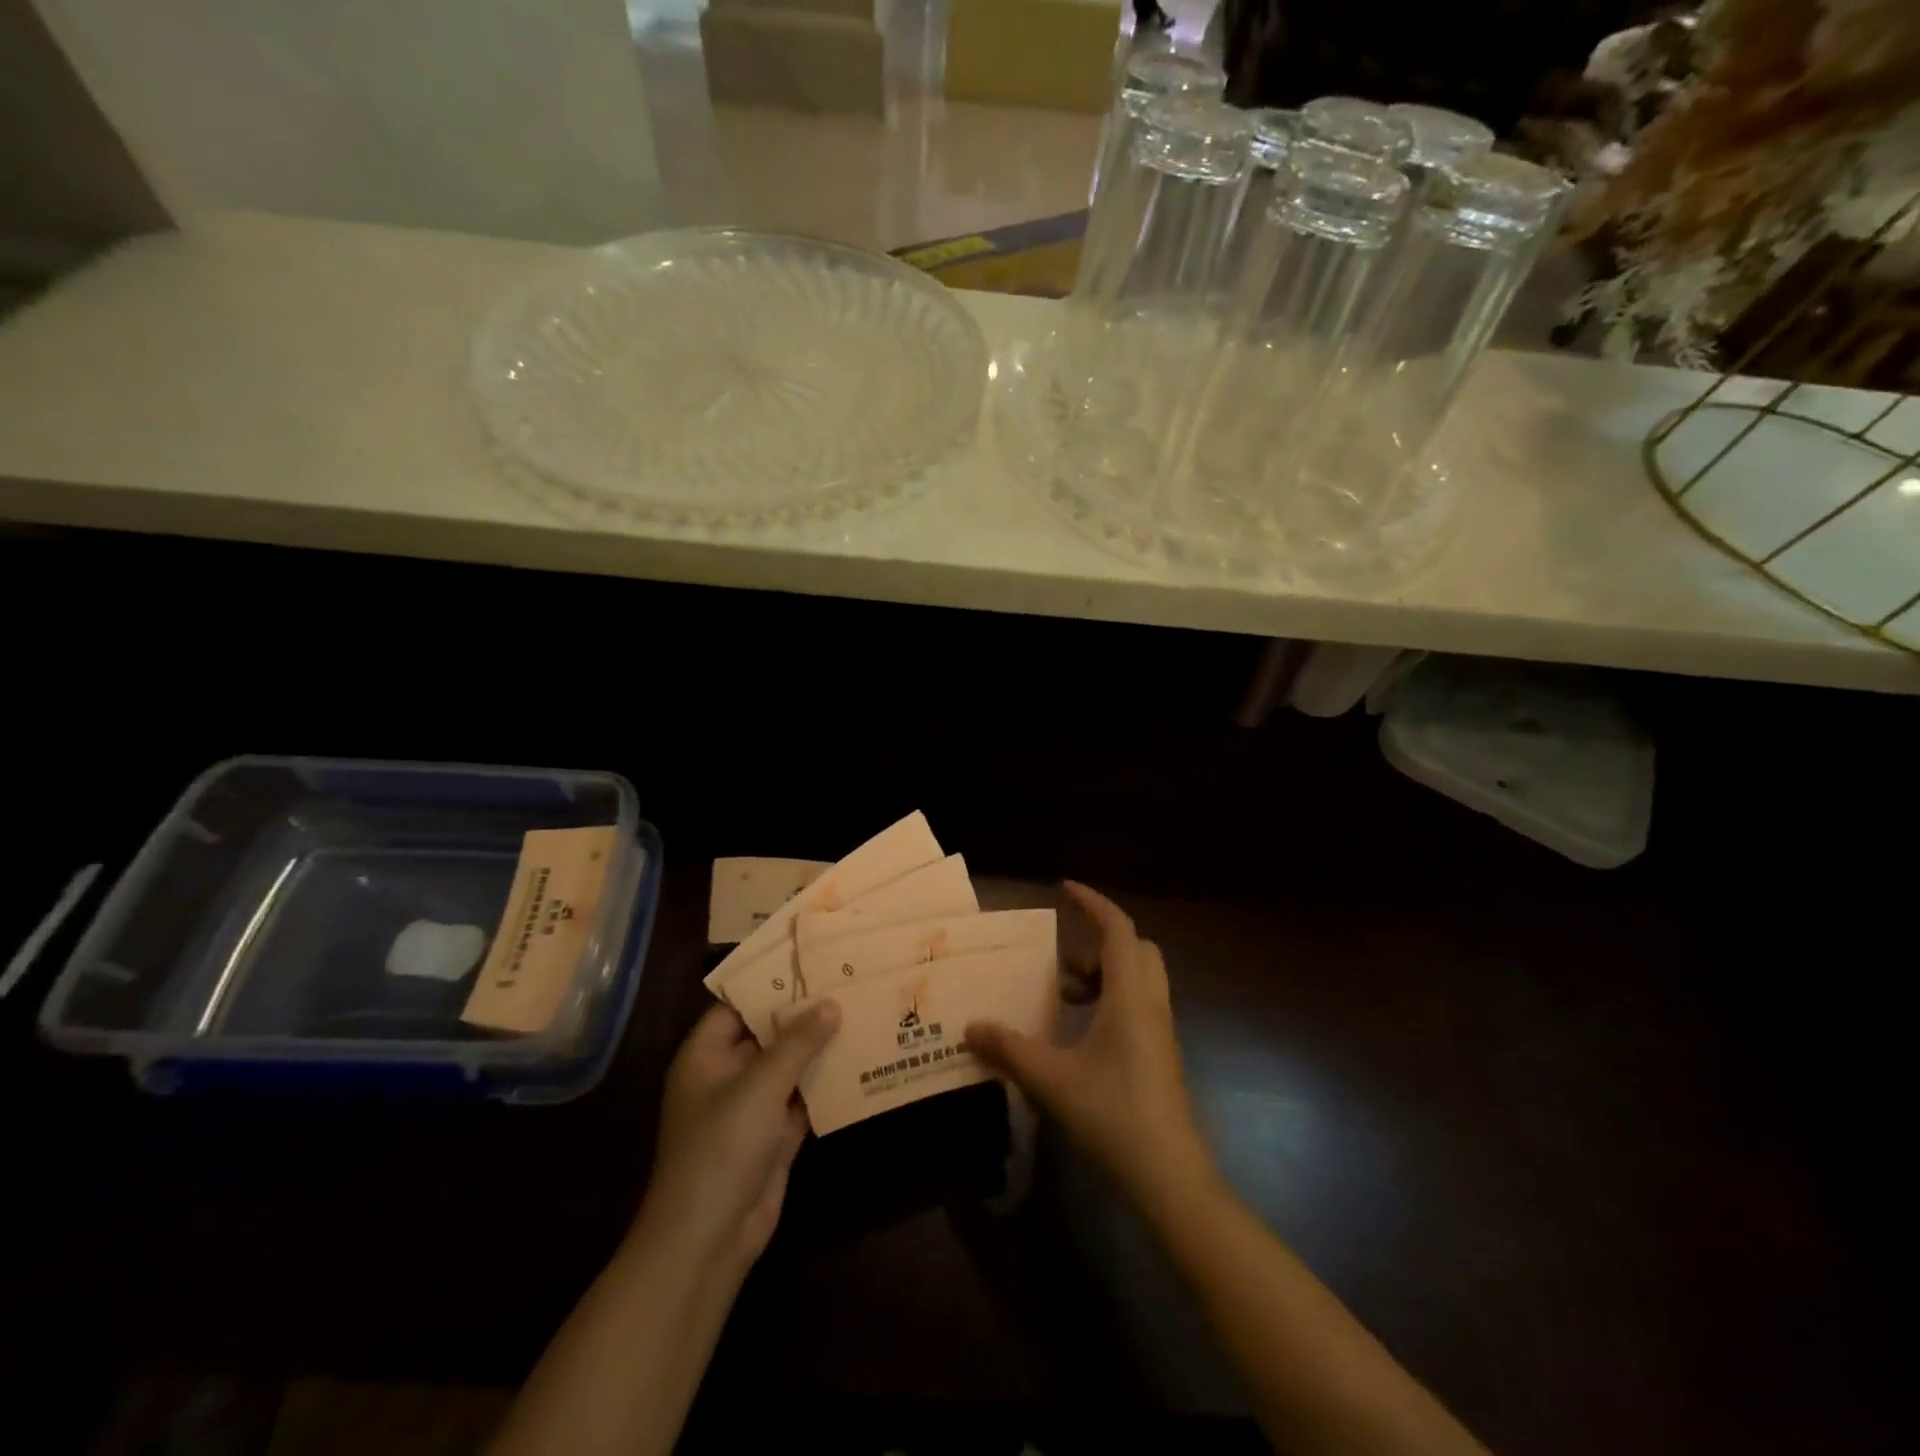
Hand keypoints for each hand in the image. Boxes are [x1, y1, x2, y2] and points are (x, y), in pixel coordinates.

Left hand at [637, 1001, 840, 1279]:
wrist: (708, 1241)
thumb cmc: (721, 1149)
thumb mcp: (760, 1086)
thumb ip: (797, 1043)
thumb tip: (831, 1003)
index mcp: (706, 1055)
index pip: (739, 1004)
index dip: (772, 982)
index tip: (812, 959)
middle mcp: (727, 1074)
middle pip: (768, 1032)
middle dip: (804, 1012)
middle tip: (847, 979)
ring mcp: (752, 1105)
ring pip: (789, 1064)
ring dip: (819, 1046)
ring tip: (861, 1009)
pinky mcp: (774, 1134)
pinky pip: (802, 1096)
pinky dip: (826, 1081)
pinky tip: (860, 1058)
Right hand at [967, 882, 1214, 1207]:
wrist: (1170, 1175)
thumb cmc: (1113, 1115)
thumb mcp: (1052, 1079)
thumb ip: (1009, 1048)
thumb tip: (971, 1027)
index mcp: (1130, 995)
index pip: (1117, 928)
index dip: (1092, 903)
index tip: (1064, 888)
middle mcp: (1150, 1003)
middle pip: (1135, 948)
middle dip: (1099, 942)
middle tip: (1062, 961)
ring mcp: (1160, 1030)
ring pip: (1138, 977)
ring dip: (1103, 974)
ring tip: (1065, 997)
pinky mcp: (1160, 1053)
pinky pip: (1138, 1004)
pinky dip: (1111, 999)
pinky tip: (1081, 1034)